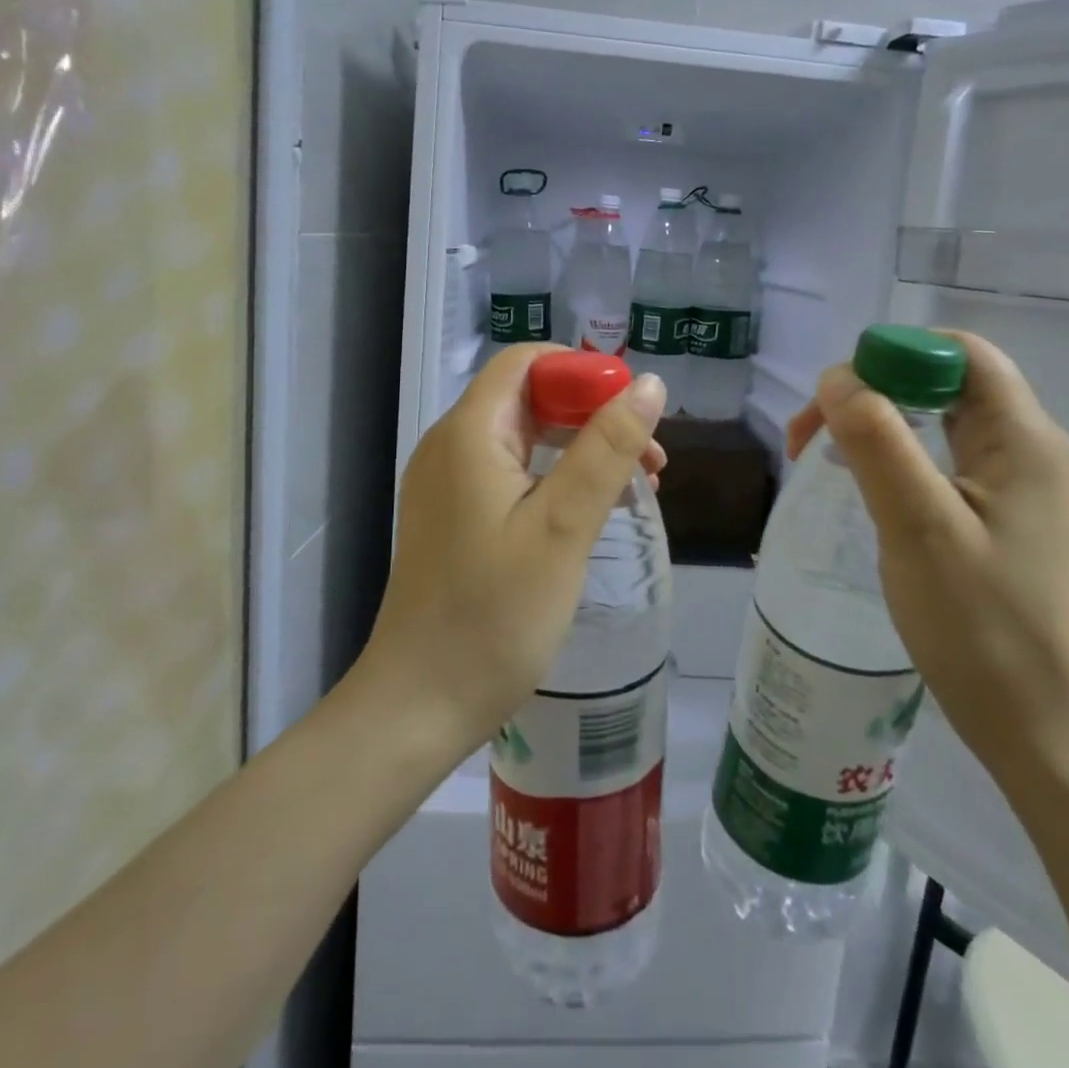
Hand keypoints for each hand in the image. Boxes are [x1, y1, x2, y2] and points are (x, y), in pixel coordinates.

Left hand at [363, 345, 668, 756]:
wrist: (418, 705)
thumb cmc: (494, 617)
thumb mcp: (563, 528)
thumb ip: (607, 450)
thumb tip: (650, 385)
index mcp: (469, 433)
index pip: (527, 362)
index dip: (584, 372)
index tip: (634, 414)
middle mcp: (450, 446)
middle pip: (528, 397)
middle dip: (593, 415)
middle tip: (650, 461)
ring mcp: (447, 484)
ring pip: (524, 438)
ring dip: (580, 450)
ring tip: (636, 488)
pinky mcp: (453, 517)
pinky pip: (510, 474)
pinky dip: (555, 479)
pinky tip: (591, 514)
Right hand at [788, 331, 1068, 782]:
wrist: (1038, 726)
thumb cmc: (980, 625)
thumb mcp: (918, 526)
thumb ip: (877, 441)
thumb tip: (837, 377)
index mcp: (1026, 439)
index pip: (960, 353)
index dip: (893, 355)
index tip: (835, 399)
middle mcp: (1033, 450)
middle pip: (947, 383)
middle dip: (874, 393)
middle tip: (812, 438)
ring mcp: (1024, 487)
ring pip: (942, 423)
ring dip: (881, 427)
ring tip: (827, 460)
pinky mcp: (1009, 519)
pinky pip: (948, 463)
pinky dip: (901, 460)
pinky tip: (870, 490)